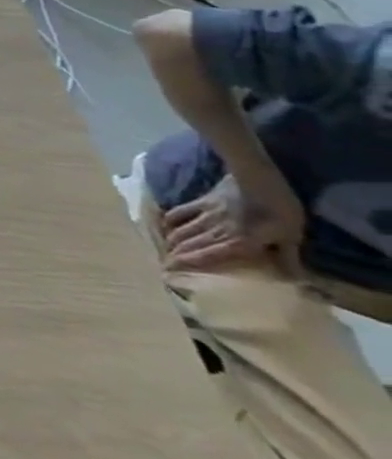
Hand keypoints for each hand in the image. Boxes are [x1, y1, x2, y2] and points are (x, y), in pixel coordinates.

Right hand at [161, 172, 303, 271]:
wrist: (256, 176)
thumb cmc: (279, 208)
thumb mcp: (291, 235)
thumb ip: (287, 256)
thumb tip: (296, 282)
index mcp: (237, 241)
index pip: (207, 256)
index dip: (188, 265)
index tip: (171, 274)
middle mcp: (215, 230)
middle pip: (190, 245)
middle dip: (175, 256)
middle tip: (163, 266)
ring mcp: (204, 215)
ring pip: (182, 231)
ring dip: (172, 241)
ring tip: (163, 250)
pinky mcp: (200, 201)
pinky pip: (180, 212)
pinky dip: (170, 220)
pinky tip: (163, 225)